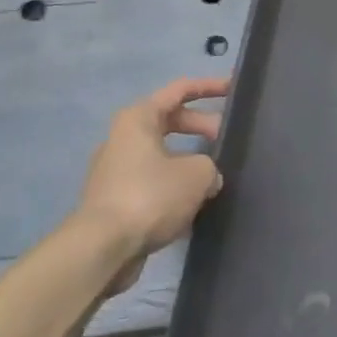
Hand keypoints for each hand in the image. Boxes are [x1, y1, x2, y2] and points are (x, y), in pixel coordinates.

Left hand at [74, 77, 228, 295]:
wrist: (102, 249)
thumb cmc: (150, 196)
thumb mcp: (198, 174)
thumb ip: (210, 166)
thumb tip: (208, 178)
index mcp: (138, 119)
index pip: (180, 90)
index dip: (210, 87)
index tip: (234, 91)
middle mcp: (123, 139)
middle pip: (171, 122)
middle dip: (203, 127)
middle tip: (228, 140)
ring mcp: (117, 171)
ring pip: (163, 155)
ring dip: (190, 161)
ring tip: (216, 175)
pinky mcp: (116, 201)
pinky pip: (154, 183)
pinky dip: (176, 188)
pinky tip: (196, 205)